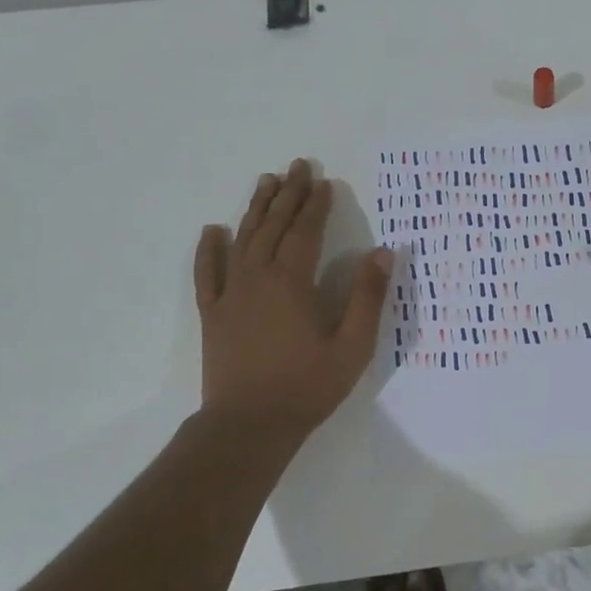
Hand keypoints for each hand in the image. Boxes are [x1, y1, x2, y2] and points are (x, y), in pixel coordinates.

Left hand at [193, 159, 392, 433]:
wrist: (249, 424)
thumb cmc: (307, 386)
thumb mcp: (353, 345)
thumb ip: (367, 296)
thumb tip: (383, 252)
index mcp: (292, 282)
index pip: (305, 231)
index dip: (316, 204)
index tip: (324, 181)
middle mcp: (258, 278)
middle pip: (273, 226)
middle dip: (288, 195)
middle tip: (297, 166)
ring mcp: (231, 294)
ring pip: (242, 240)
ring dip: (256, 209)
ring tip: (266, 182)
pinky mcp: (214, 313)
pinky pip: (208, 272)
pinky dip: (209, 249)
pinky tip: (213, 230)